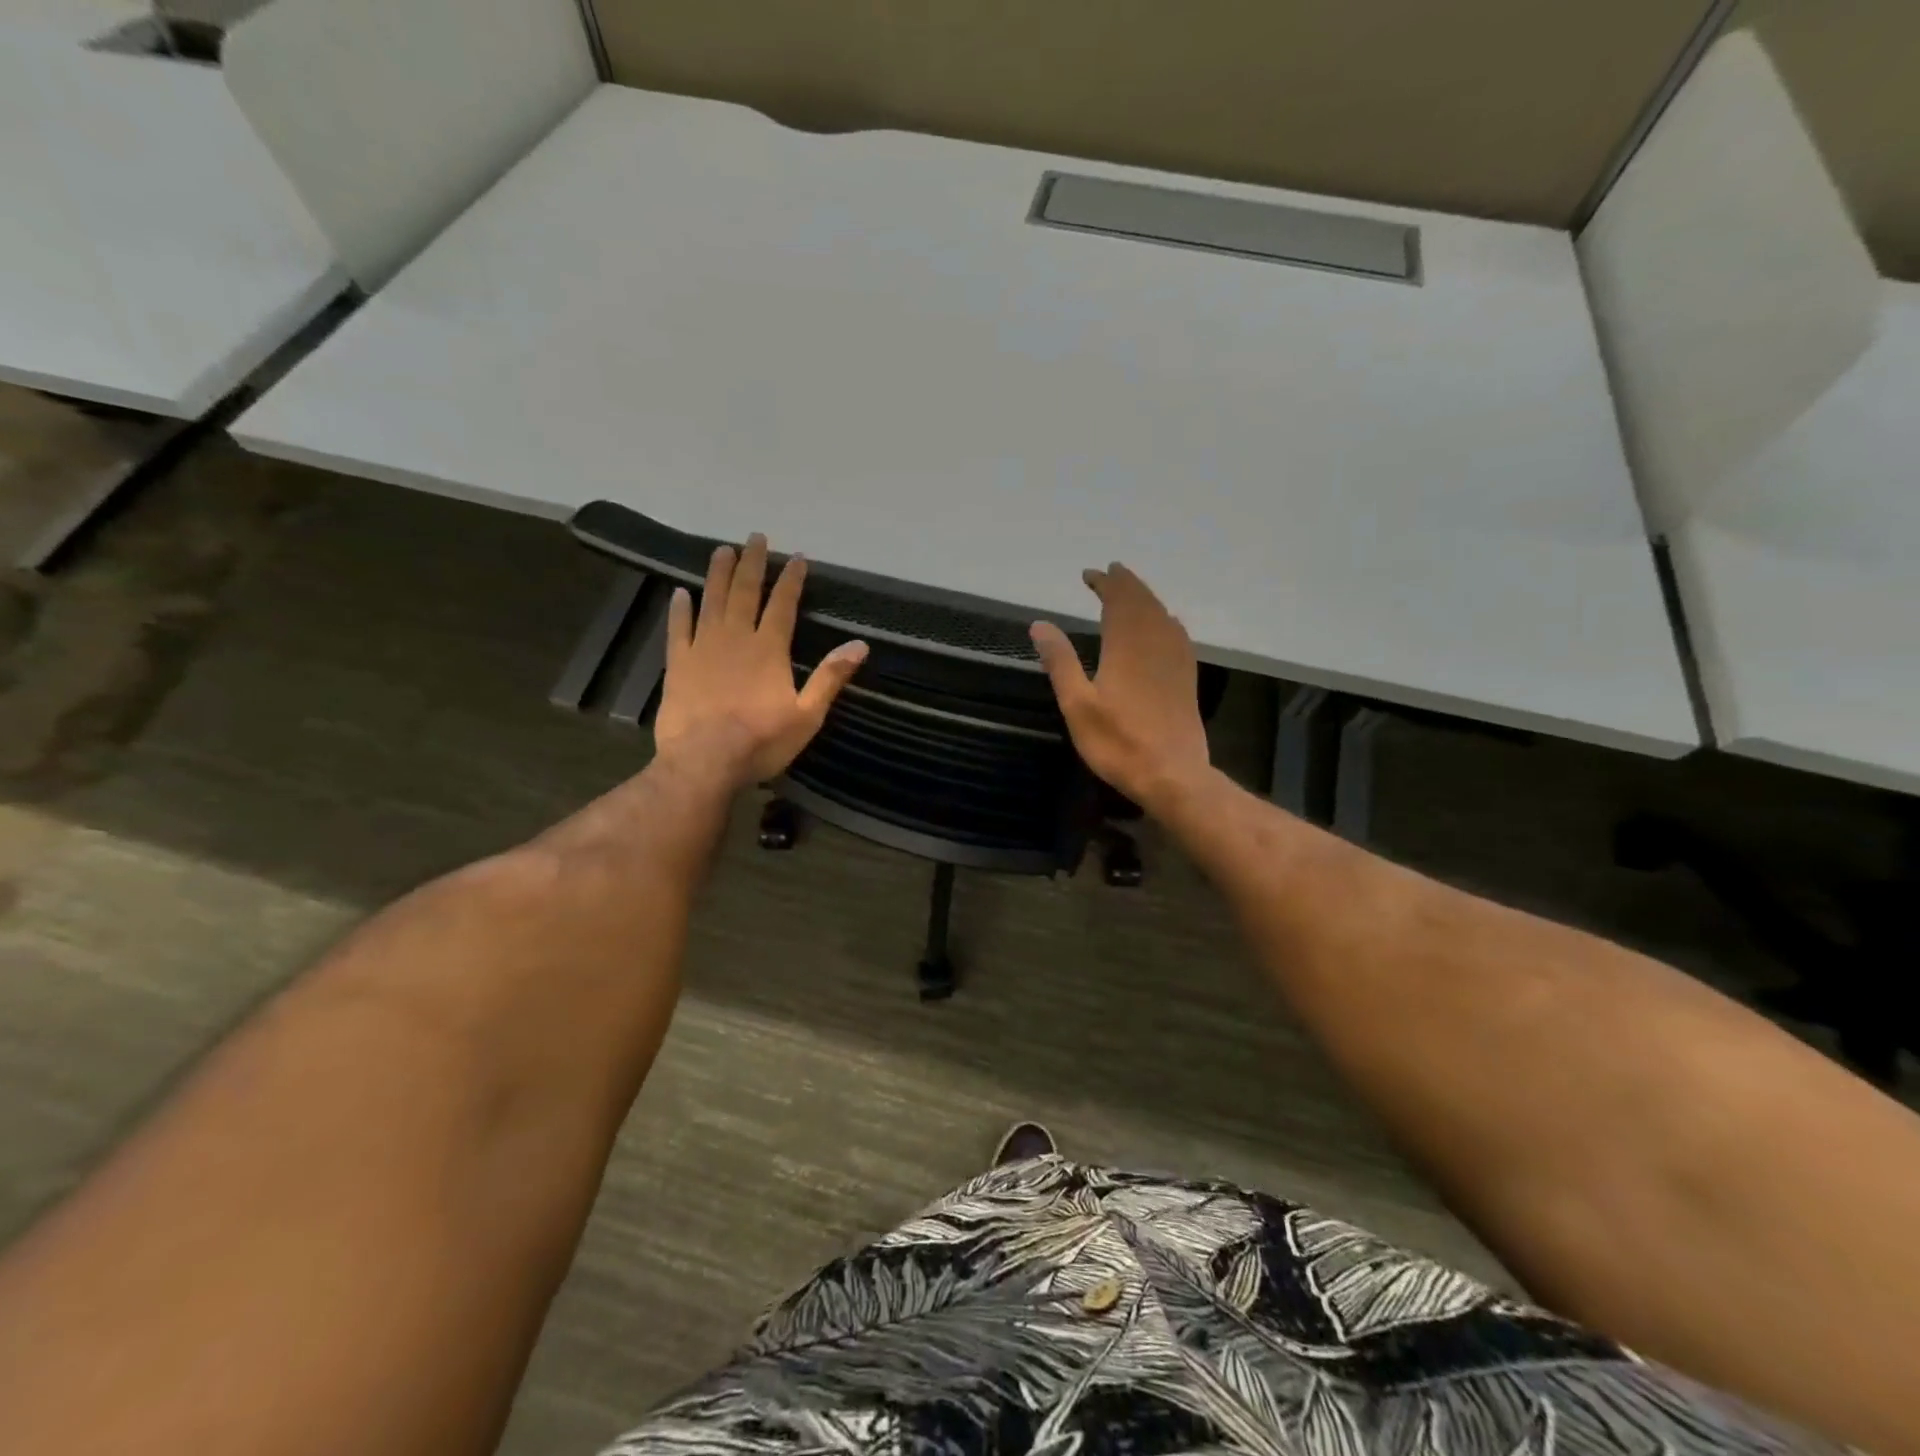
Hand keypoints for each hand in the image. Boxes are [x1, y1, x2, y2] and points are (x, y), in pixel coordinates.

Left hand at [652, 533, 867, 788]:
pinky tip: (680, 593)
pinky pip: (679, 629)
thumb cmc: (761, 741)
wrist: (704, 761)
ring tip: (721, 550)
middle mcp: (736, 638)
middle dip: (752, 563)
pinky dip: (680, 609)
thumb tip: (860, 645)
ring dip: (717, 574)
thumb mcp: (808, 715)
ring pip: (711, 601)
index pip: (783, 604)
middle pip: (745, 592)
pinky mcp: (679, 664)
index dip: (791, 579)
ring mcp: (703, 648)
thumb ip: (830, 677)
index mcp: (770, 649)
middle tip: (755, 537)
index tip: (796, 557)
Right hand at [1031, 564, 1211, 812]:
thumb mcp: (1077, 704)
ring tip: (1132, 591)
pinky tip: (1166, 625)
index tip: (1090, 574)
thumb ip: (1060, 661)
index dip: (1105, 583)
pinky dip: (1166, 620)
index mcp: (1126, 646)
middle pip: (1143, 602)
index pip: (1118, 601)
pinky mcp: (1186, 679)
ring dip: (1146, 598)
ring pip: (1162, 615)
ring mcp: (1176, 661)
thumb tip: (1040, 624)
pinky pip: (1178, 635)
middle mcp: (1155, 644)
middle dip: (1127, 584)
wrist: (1172, 775)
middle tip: (1111, 572)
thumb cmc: (1118, 742)